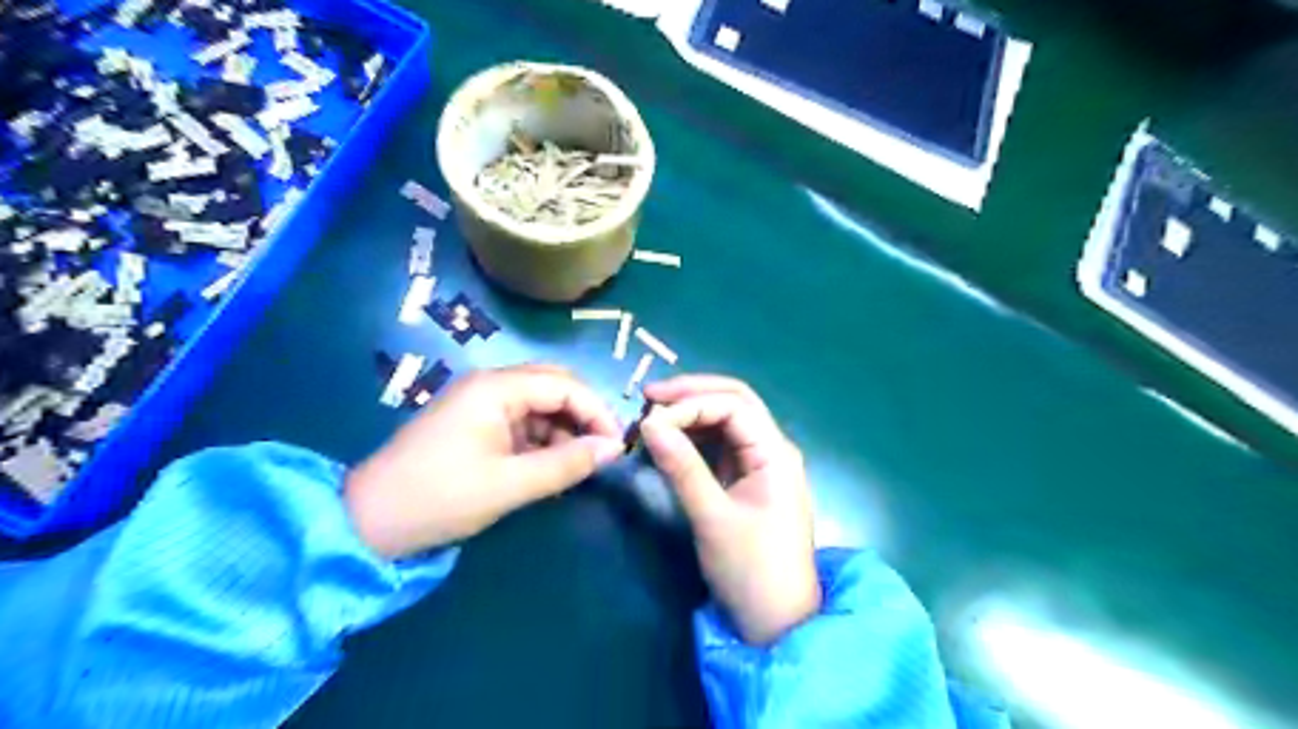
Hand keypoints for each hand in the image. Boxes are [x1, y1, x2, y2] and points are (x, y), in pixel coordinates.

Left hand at [347, 363, 625, 557]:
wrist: (368, 522)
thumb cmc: (440, 497)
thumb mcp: (510, 484)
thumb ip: (566, 464)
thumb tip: (614, 449)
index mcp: (496, 388)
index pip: (565, 385)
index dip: (597, 411)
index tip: (617, 446)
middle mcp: (491, 385)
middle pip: (554, 388)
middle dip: (583, 417)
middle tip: (603, 452)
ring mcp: (481, 403)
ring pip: (540, 406)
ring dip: (564, 431)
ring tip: (578, 466)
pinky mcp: (475, 424)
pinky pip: (522, 423)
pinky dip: (542, 442)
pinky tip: (550, 467)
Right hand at [641, 377, 818, 644]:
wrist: (776, 623)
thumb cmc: (750, 570)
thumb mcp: (712, 517)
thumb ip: (681, 467)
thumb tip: (649, 423)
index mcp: (776, 453)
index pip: (734, 406)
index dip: (691, 403)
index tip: (651, 418)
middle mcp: (772, 449)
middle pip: (735, 403)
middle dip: (693, 395)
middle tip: (649, 397)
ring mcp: (760, 464)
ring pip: (726, 422)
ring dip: (692, 413)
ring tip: (653, 417)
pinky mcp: (747, 480)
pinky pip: (720, 446)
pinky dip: (695, 437)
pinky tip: (670, 439)